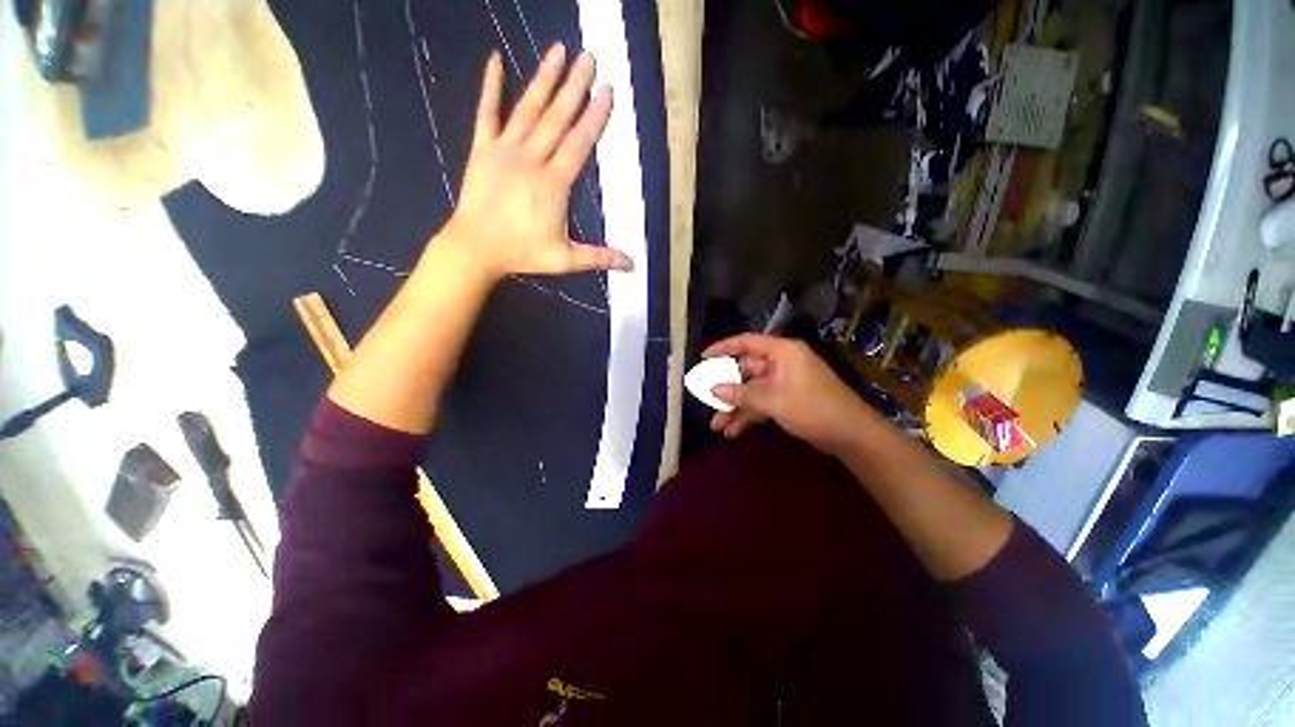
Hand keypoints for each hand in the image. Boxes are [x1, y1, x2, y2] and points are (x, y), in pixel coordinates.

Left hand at [438, 44, 631, 280]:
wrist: (475, 248)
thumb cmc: (522, 253)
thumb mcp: (565, 259)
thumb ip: (598, 257)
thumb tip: (630, 264)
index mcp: (553, 184)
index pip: (578, 144)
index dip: (594, 117)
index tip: (606, 91)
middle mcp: (531, 159)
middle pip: (557, 118)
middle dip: (575, 87)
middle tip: (589, 58)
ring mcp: (504, 150)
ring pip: (528, 109)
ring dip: (544, 79)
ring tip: (558, 50)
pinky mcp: (482, 149)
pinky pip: (486, 113)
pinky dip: (490, 86)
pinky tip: (495, 61)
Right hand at [704, 334, 880, 453]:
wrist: (850, 435)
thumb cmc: (813, 408)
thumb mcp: (773, 400)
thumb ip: (741, 394)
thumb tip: (713, 389)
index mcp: (781, 352)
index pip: (746, 342)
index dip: (723, 348)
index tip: (703, 358)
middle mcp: (780, 364)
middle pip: (745, 370)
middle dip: (725, 388)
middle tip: (705, 398)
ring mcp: (782, 383)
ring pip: (750, 390)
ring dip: (734, 407)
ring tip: (716, 425)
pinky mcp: (785, 400)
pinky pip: (760, 403)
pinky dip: (747, 415)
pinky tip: (732, 431)